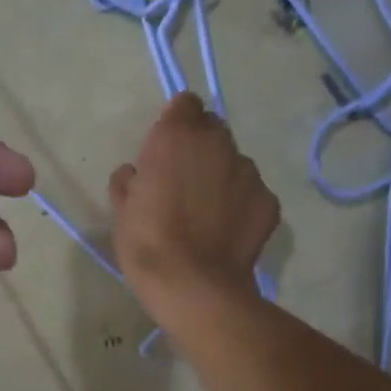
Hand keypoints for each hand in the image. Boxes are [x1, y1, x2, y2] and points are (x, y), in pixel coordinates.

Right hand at [110, 92, 280, 312]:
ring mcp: (248, 171)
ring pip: (234, 162)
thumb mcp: (122, 210)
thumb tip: (135, 173)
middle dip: (200, 148)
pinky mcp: (268, 201)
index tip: (165, 149)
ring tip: (207, 213)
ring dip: (221, 177)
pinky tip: (226, 232)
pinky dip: (240, 205)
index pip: (185, 104)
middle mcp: (217, 143)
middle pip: (212, 130)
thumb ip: (129, 181)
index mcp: (176, 136)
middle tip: (184, 182)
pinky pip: (251, 193)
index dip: (176, 123)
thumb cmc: (147, 243)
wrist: (193, 286)